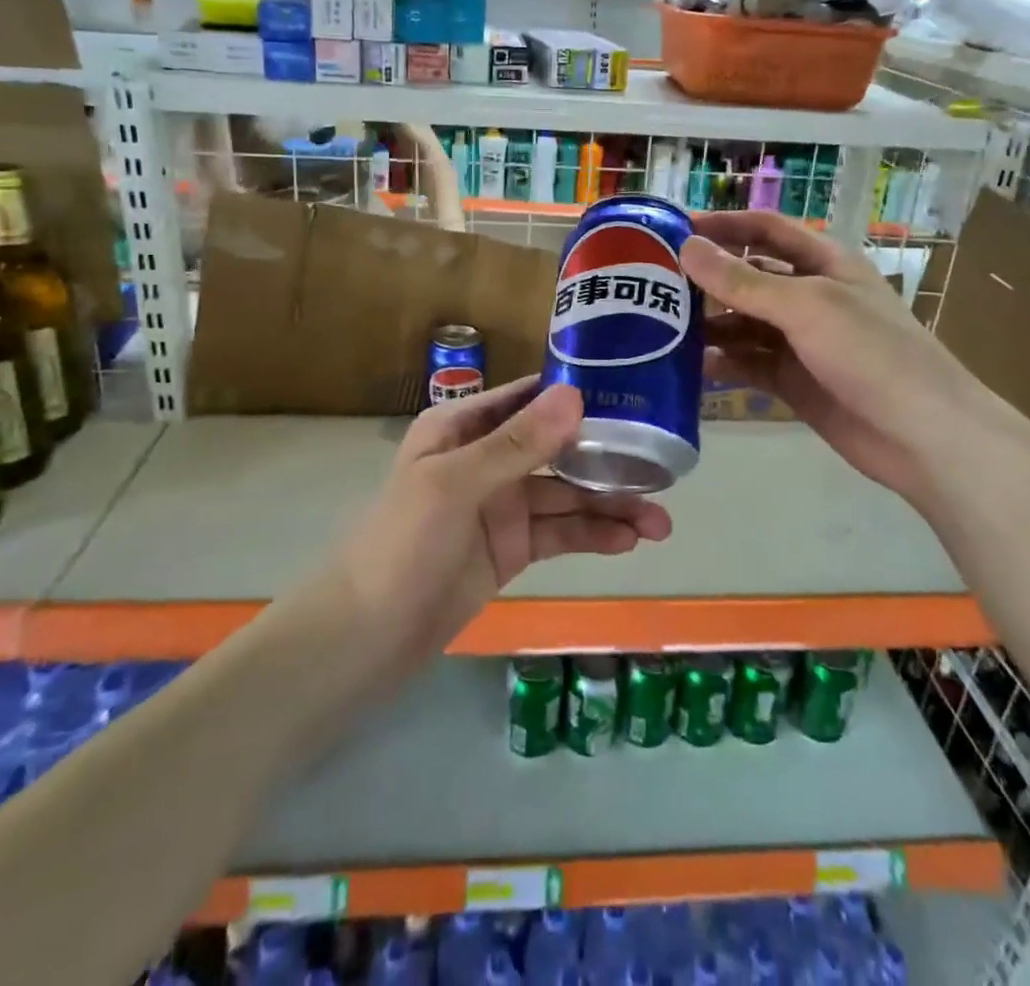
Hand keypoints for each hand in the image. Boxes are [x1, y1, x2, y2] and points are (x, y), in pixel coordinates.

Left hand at [333, 377, 671, 661]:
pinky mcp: (512, 548)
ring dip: (610, 506)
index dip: (576, 395)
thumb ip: (517, 443)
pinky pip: (560, 533)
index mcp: (462, 427)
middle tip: (661, 469)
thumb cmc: (403, 542)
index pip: (528, 398)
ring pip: (565, 496)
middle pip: (557, 449)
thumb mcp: (456, 483)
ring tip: (661, 523)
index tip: (632, 396)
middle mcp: (486, 458)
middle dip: (606, 459)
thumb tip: (575, 394)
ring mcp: (501, 505)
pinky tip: (630, 541)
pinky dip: (593, 536)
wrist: (368, 636)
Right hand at [680, 210, 1027, 512]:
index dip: (723, 224)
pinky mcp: (793, 381)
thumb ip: (744, 281)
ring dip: (708, 324)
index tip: (673, 228)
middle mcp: (808, 296)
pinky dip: (721, 363)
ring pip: (743, 323)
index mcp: (823, 263)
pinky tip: (688, 368)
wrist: (923, 435)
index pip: (765, 229)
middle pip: (748, 277)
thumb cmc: (872, 354)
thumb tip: (687, 247)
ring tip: (659, 327)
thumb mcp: (806, 307)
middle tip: (652, 284)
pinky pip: (747, 364)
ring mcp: (800, 341)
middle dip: (706, 278)